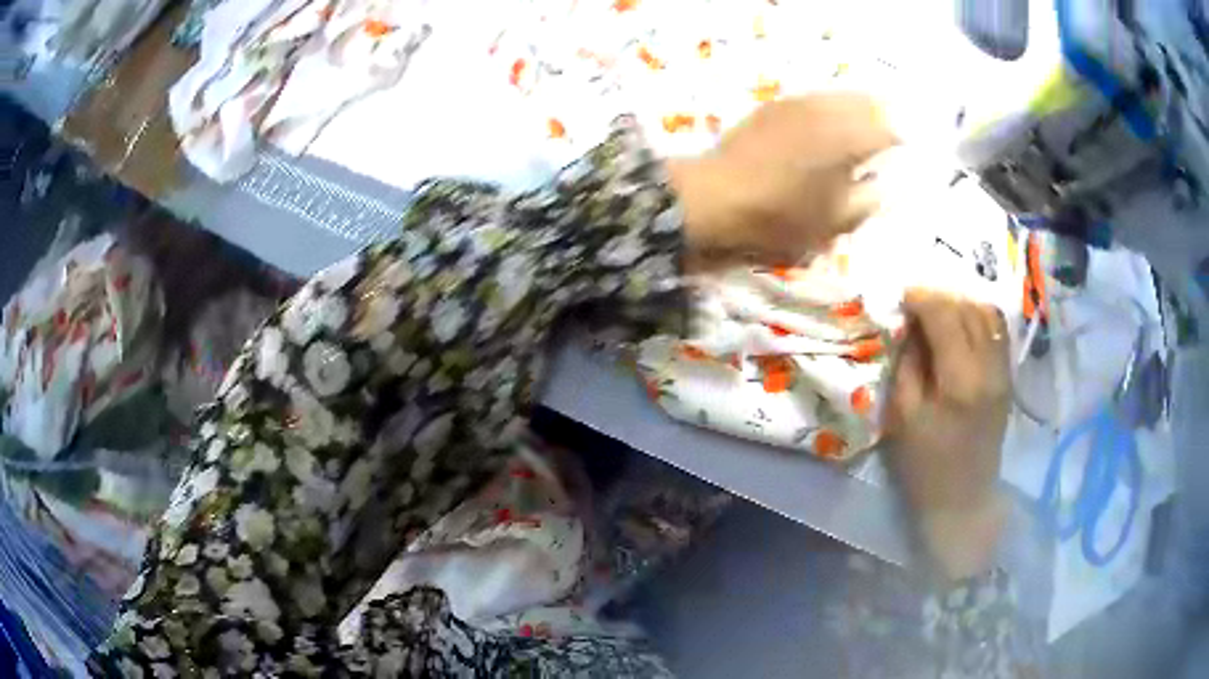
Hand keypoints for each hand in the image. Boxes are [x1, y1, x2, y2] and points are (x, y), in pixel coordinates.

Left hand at [669, 93, 896, 268]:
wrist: (714, 196)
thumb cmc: (779, 215)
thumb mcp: (834, 221)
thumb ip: (870, 200)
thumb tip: (889, 186)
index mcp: (848, 137)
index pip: (892, 128)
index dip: (905, 142)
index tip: (909, 158)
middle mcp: (827, 110)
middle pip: (870, 103)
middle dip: (886, 120)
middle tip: (892, 143)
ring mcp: (799, 102)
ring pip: (842, 96)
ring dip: (860, 110)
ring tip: (864, 134)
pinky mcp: (776, 105)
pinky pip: (816, 99)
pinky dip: (832, 109)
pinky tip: (829, 128)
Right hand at [885, 289, 1010, 579]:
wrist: (962, 502)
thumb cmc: (924, 467)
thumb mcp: (902, 416)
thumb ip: (907, 363)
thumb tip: (908, 324)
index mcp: (961, 381)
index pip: (945, 316)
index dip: (921, 298)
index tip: (901, 296)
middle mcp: (990, 369)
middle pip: (969, 309)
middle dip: (940, 298)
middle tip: (915, 304)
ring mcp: (1004, 373)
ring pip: (987, 315)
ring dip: (961, 305)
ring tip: (938, 313)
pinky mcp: (1007, 380)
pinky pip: (997, 333)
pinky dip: (977, 319)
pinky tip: (960, 328)